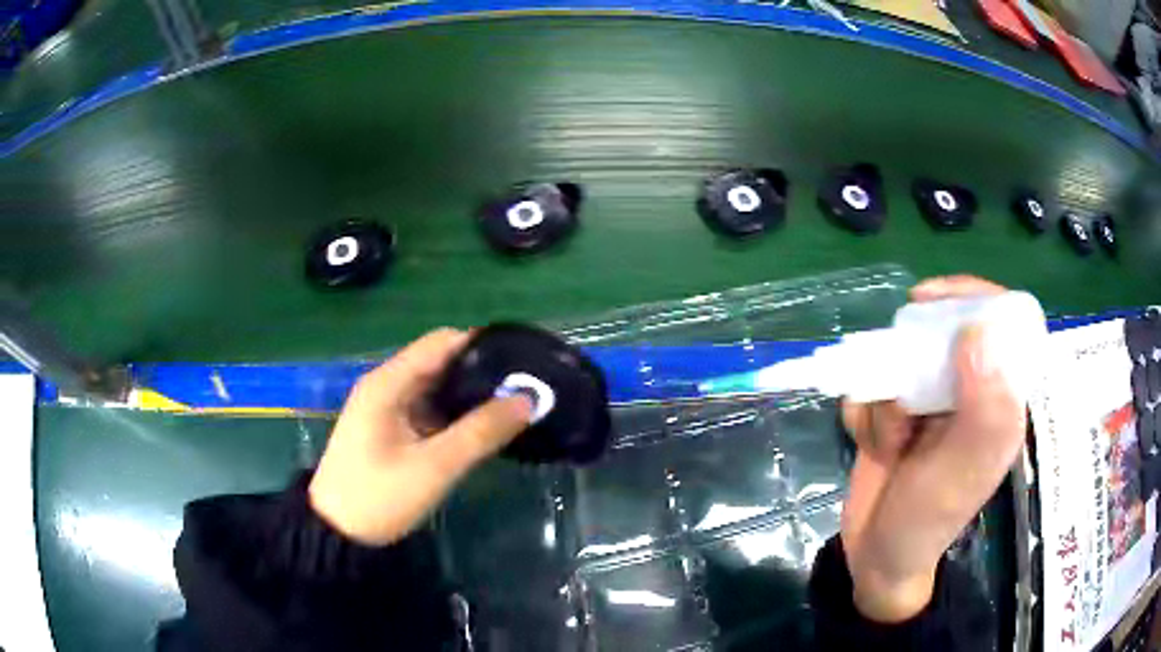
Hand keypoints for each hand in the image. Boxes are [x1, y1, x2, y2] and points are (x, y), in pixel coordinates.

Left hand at [309, 329, 532, 545]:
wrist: (338, 533)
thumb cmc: (379, 496)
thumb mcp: (434, 466)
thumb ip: (481, 432)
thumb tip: (528, 400)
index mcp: (388, 383)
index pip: (442, 342)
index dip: (481, 346)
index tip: (520, 363)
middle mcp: (386, 386)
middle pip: (440, 363)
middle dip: (480, 374)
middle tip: (524, 391)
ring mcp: (387, 409)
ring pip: (436, 389)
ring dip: (469, 397)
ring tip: (512, 408)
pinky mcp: (390, 430)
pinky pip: (428, 411)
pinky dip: (454, 416)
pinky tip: (482, 430)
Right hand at [839, 276, 1026, 621]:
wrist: (876, 559)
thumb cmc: (928, 520)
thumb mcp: (962, 470)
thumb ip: (982, 408)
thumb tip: (978, 331)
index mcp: (997, 396)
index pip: (998, 320)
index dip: (968, 298)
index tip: (928, 300)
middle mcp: (966, 390)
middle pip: (938, 333)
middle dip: (908, 362)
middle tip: (900, 405)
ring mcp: (928, 401)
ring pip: (896, 359)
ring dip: (882, 399)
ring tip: (890, 446)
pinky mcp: (894, 413)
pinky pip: (870, 386)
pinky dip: (862, 413)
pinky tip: (870, 447)